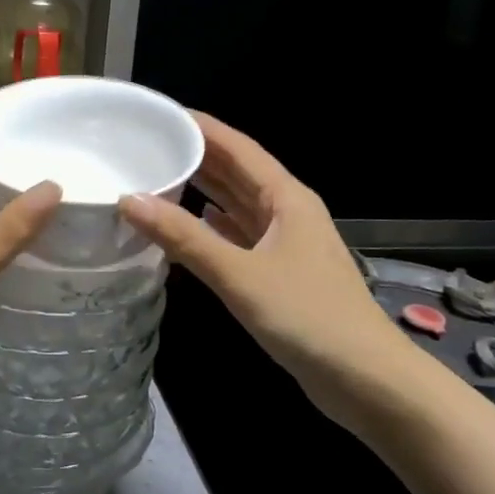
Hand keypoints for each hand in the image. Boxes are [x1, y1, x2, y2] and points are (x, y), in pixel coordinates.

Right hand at [118, 112, 398, 420]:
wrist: (365, 380)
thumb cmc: (307, 317)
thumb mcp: (240, 275)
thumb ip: (185, 238)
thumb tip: (130, 199)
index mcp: (286, 198)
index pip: (239, 148)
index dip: (202, 128)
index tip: (162, 114)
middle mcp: (288, 212)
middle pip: (238, 173)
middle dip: (198, 156)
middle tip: (150, 144)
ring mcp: (286, 244)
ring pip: (238, 206)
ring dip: (204, 192)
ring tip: (159, 177)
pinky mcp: (281, 274)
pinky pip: (240, 237)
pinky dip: (213, 228)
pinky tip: (188, 228)